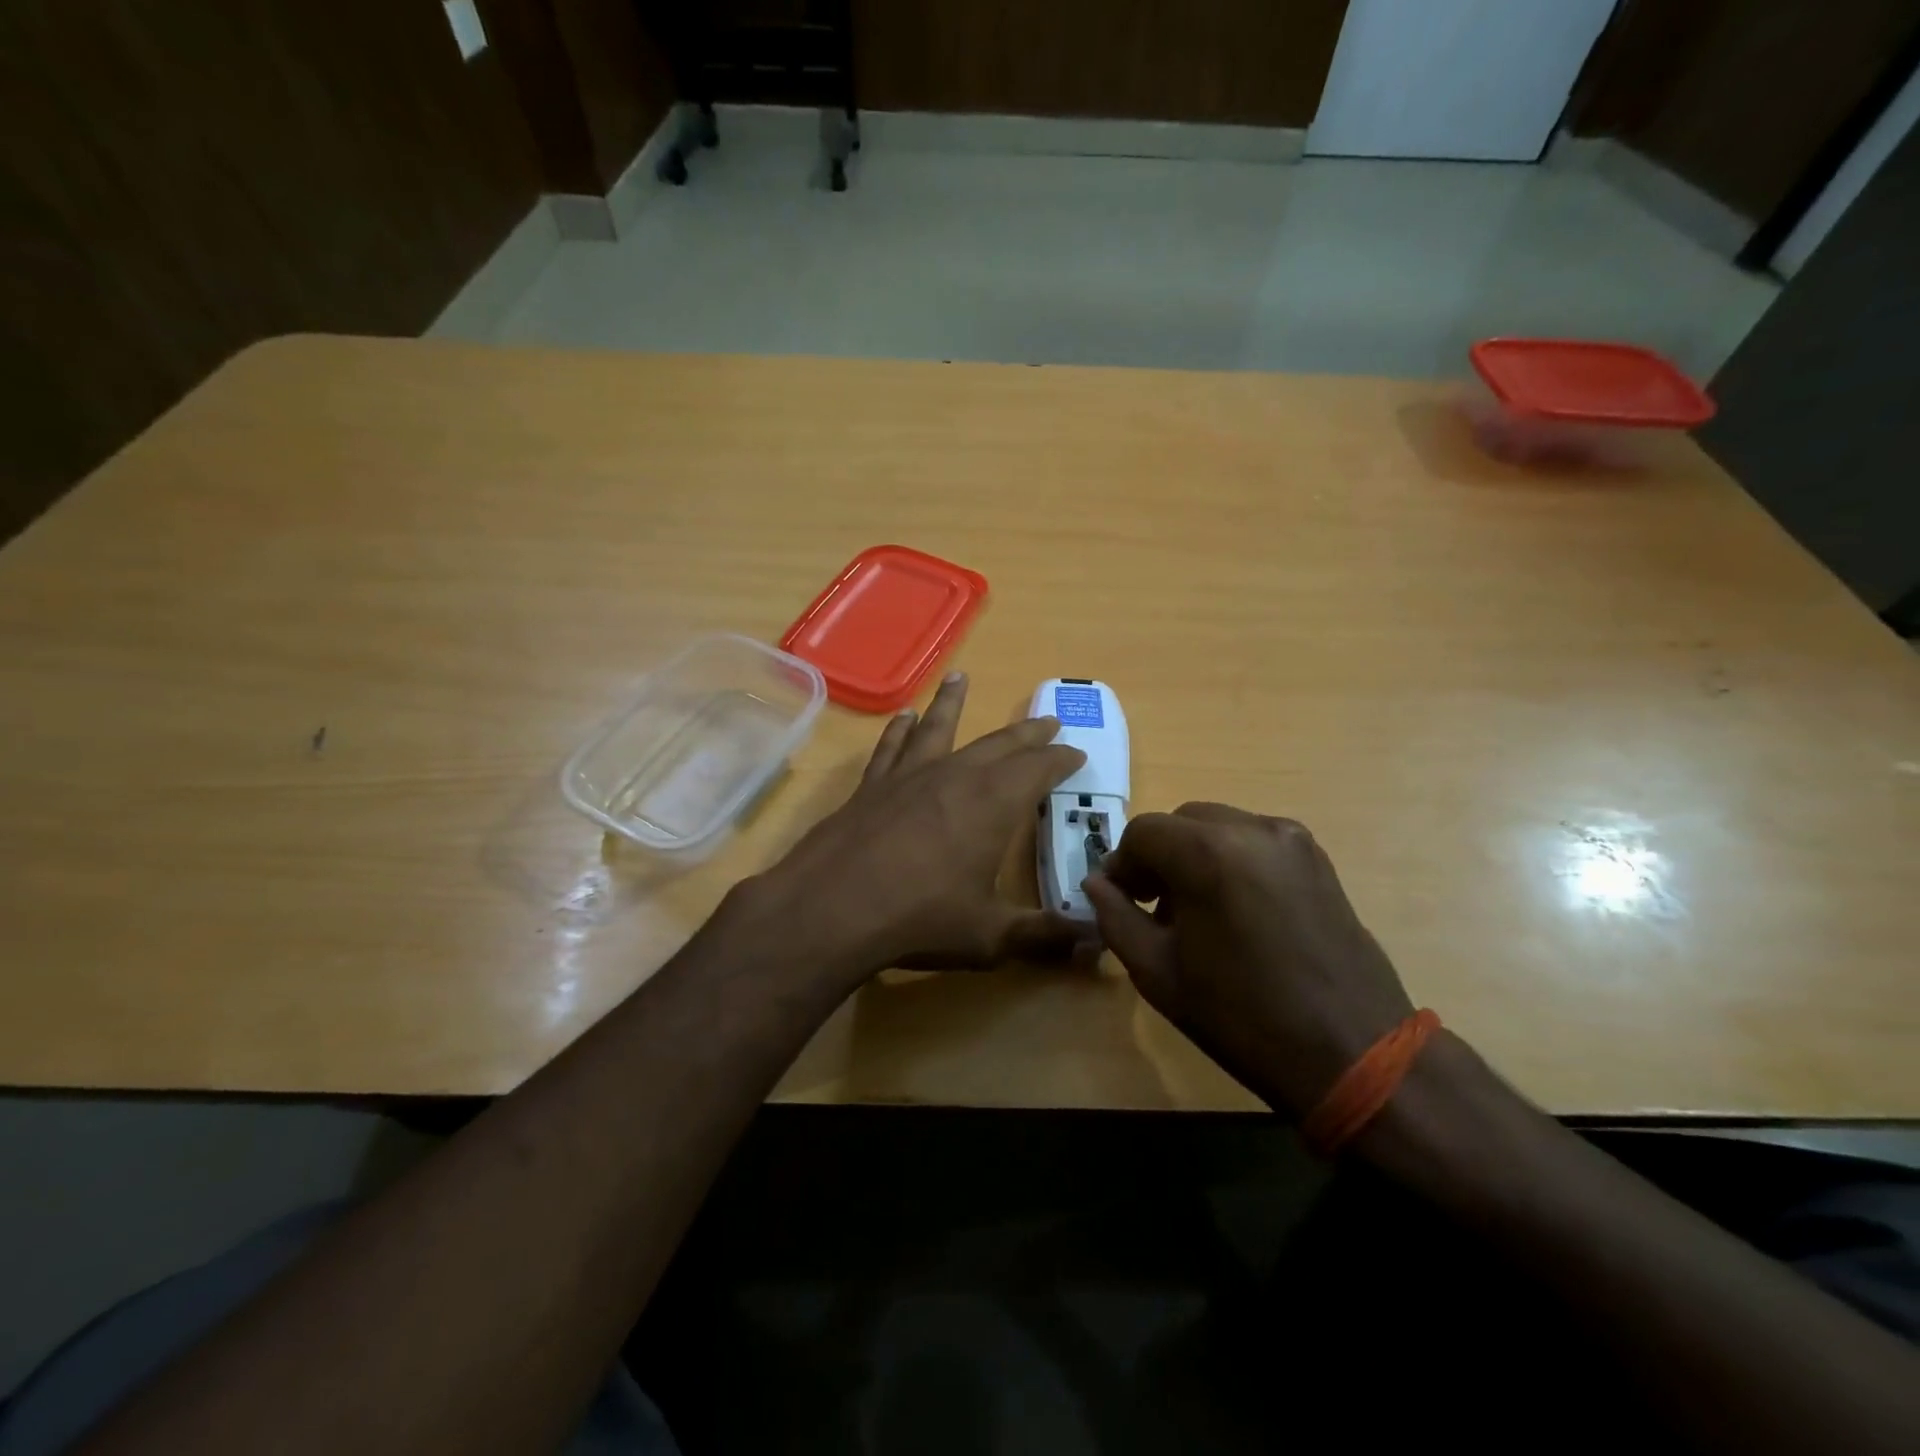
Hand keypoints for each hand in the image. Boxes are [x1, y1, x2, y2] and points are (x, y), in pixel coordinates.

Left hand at [743, 673, 1090, 979]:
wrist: (831, 910)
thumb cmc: (920, 919)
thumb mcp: (990, 936)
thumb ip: (1044, 937)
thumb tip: (1095, 944)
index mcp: (993, 804)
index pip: (1039, 769)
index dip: (1061, 759)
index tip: (1077, 752)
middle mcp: (955, 776)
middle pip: (999, 744)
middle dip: (1027, 732)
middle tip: (1047, 720)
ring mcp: (909, 776)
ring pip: (939, 728)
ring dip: (953, 702)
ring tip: (960, 677)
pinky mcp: (872, 786)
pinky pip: (892, 748)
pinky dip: (900, 729)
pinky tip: (903, 716)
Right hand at [1083, 803, 1412, 1116]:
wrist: (1354, 1052)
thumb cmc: (1242, 1017)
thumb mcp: (1159, 974)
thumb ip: (1116, 918)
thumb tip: (1095, 884)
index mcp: (1208, 853)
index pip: (1143, 832)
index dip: (1122, 864)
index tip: (1119, 900)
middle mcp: (1252, 829)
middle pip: (1182, 822)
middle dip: (1158, 856)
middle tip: (1152, 906)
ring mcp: (1292, 840)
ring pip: (1220, 827)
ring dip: (1194, 856)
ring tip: (1196, 911)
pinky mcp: (1318, 859)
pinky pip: (1255, 841)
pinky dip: (1232, 860)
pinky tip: (1236, 910)